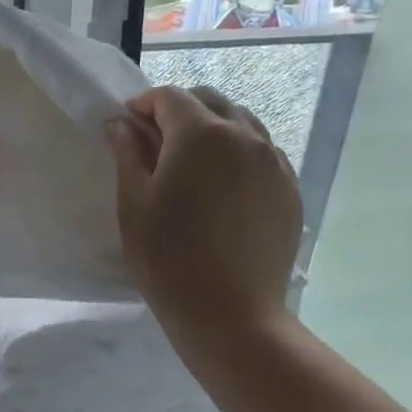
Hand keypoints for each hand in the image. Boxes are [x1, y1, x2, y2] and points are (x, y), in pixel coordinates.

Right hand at [105, 86, 302, 345]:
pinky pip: (263, 154)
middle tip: (156, 143)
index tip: (126, 128)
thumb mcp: (134, 203)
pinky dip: (239, 154)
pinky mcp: (290, 190)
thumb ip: (128, 154)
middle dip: (180, 112)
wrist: (230, 313)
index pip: (170, 97)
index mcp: (201, 134)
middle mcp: (245, 136)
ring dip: (213, 129)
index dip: (143, 106)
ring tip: (193, 164)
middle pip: (210, 102)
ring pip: (242, 124)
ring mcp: (275, 162)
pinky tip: (223, 187)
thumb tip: (121, 124)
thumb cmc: (168, 256)